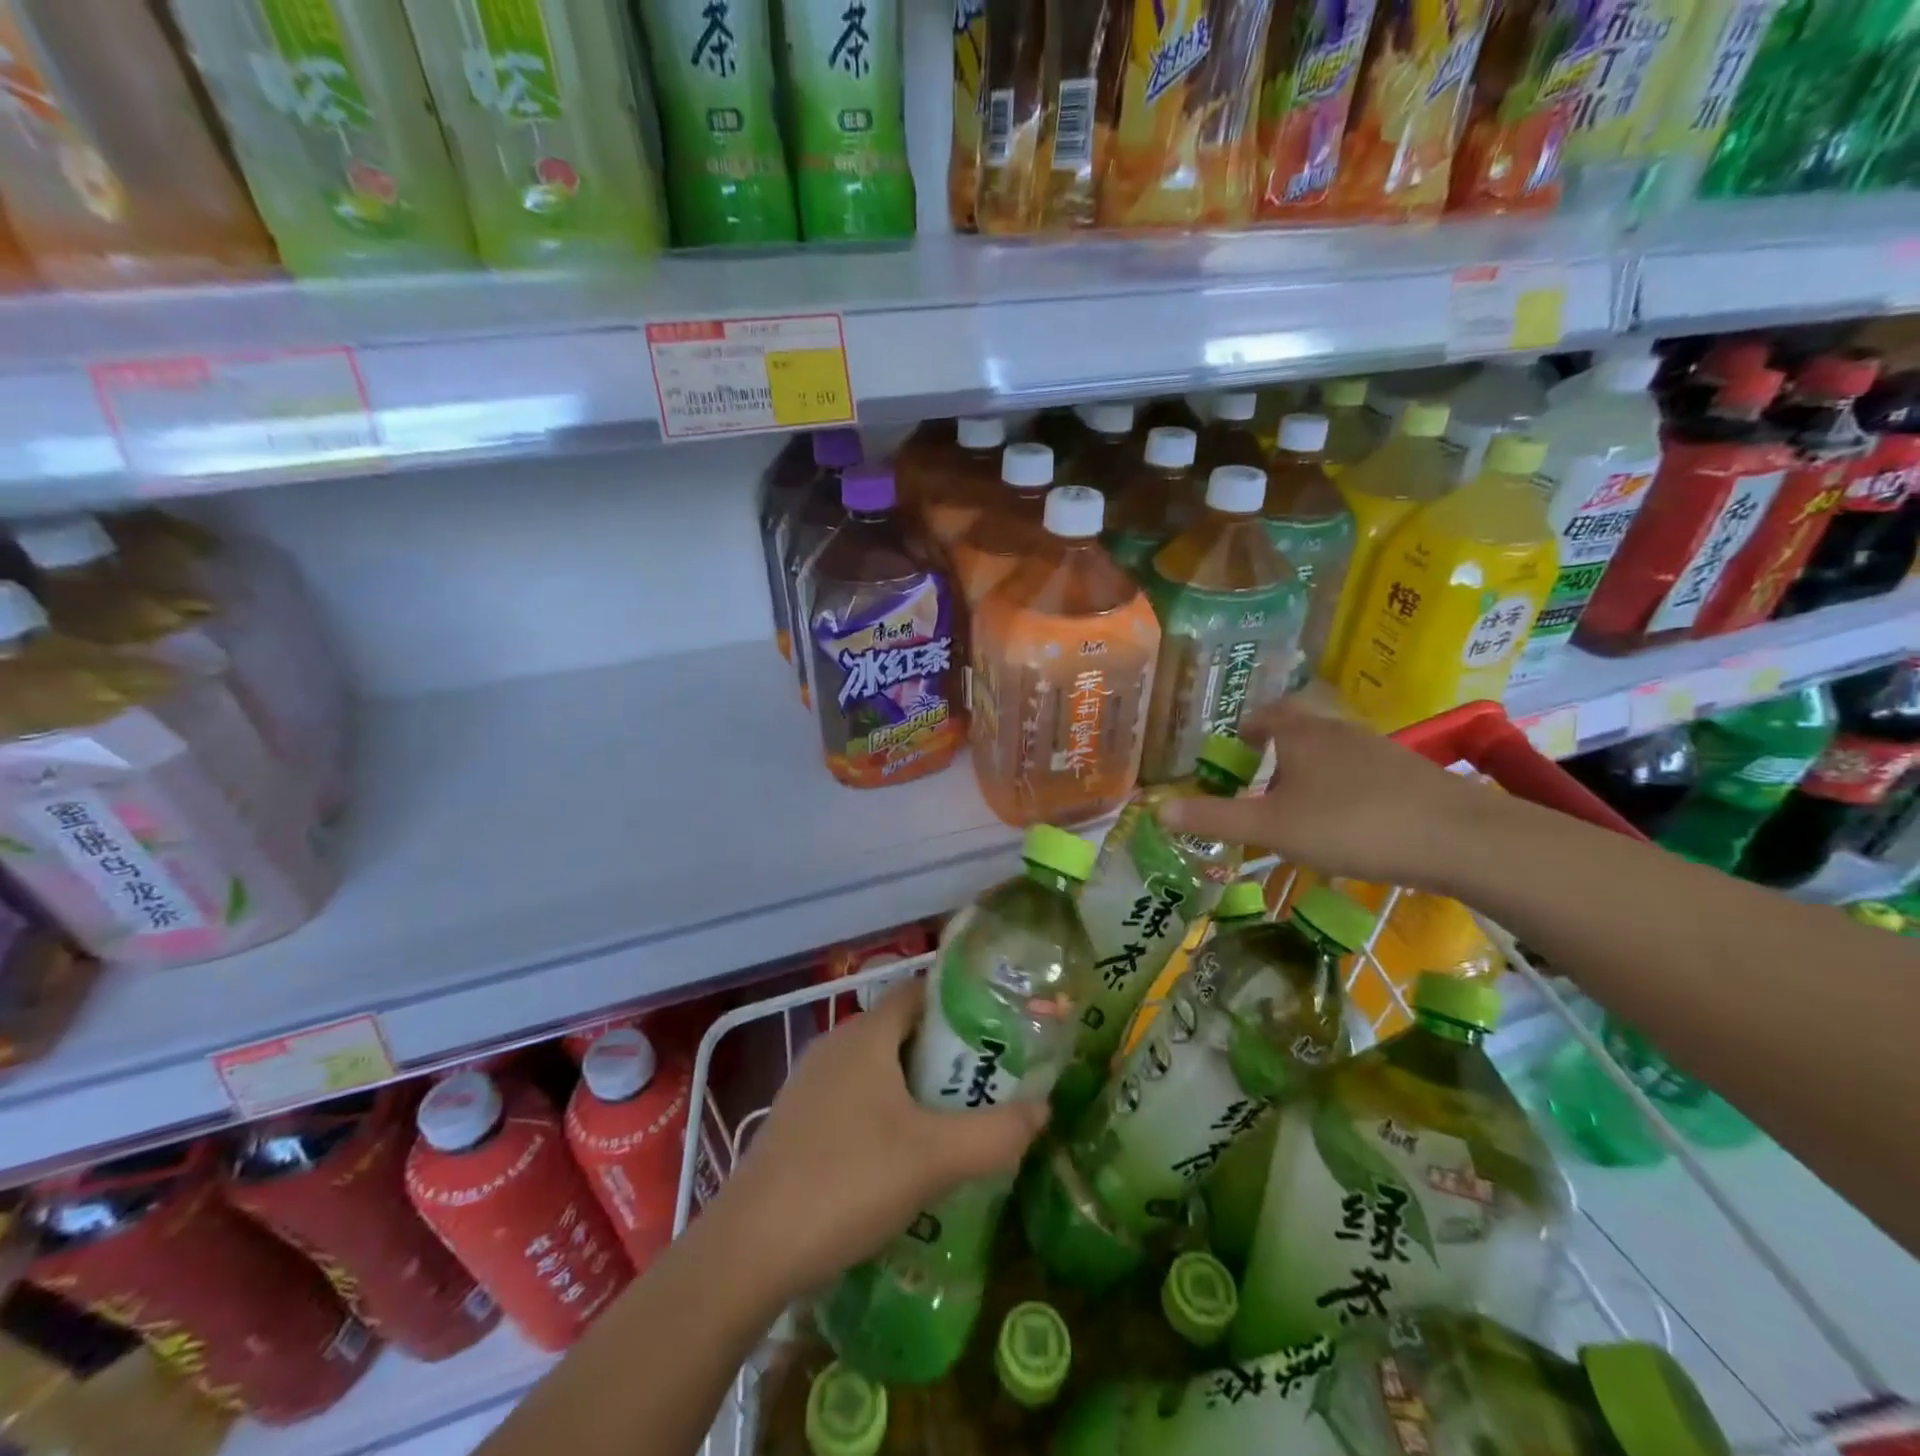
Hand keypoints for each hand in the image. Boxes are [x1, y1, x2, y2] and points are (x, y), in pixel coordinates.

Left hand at [711, 978, 1045, 1301]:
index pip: (918, 992)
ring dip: (915, 1087)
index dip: (959, 1002)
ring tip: (955, 1120)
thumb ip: (996, 1133)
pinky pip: (853, 1099)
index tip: (999, 1028)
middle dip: (945, 1053)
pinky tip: (902, 1158)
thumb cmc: (847, 1182)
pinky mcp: (796, 1122)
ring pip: (877, 1068)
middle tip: (988, 1082)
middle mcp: (835, 1045)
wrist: (749, 1251)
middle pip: (901, 1031)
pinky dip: (884, 1112)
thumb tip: (1044, 1108)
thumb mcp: (935, 1159)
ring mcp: (809, 1084)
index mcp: (865, 1035)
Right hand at [1159, 699, 1503, 890]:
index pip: (1265, 714)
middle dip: (1275, 752)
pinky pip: (1361, 774)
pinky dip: (1342, 790)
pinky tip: (1346, 824)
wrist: (1459, 838)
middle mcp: (1338, 732)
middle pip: (1299, 730)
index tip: (1232, 749)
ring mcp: (1380, 751)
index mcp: (1301, 734)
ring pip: (1332, 753)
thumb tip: (1156, 810)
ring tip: (1296, 807)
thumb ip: (1214, 818)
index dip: (1244, 728)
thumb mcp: (1271, 828)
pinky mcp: (1410, 776)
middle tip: (1257, 784)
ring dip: (1309, 772)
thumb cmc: (1350, 825)